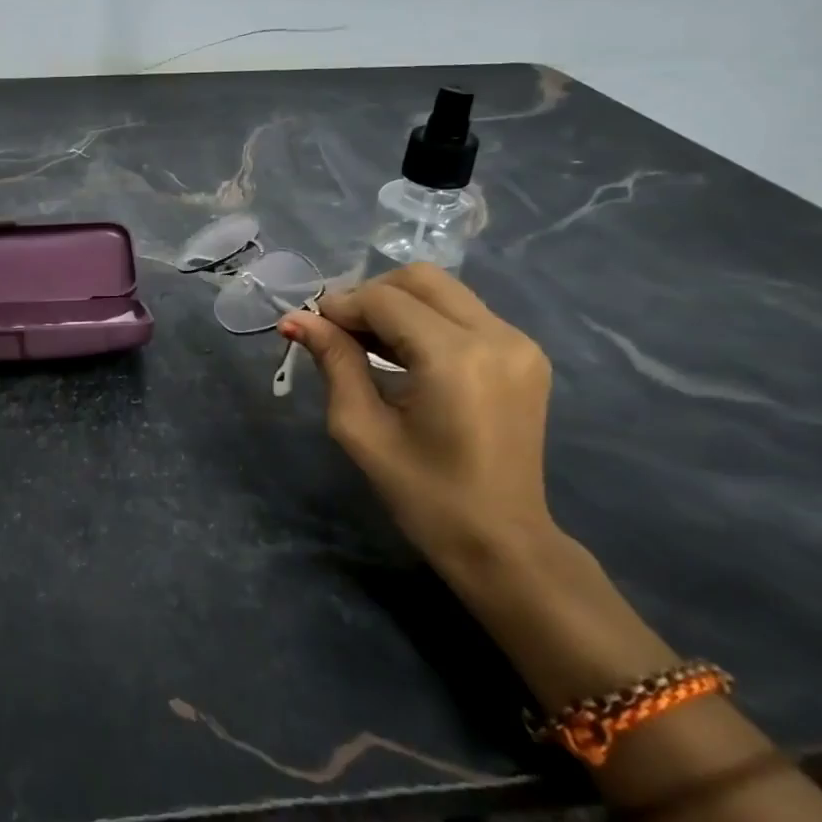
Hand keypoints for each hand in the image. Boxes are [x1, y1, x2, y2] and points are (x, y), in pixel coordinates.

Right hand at [280, 263, 555, 572]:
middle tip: (341, 333)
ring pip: (443, 290)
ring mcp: (519, 343)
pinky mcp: (526, 354)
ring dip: (397, 305)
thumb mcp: (362, 429)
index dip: (341, 306)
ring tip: (367, 345)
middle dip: (370, 296)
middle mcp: (497, 336)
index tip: (312, 327)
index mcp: (456, 359)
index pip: (385, 300)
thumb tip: (295, 319)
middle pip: (420, 279)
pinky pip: (464, 312)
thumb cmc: (424, 495)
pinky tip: (404, 355)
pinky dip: (426, 320)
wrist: (503, 542)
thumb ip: (333, 362)